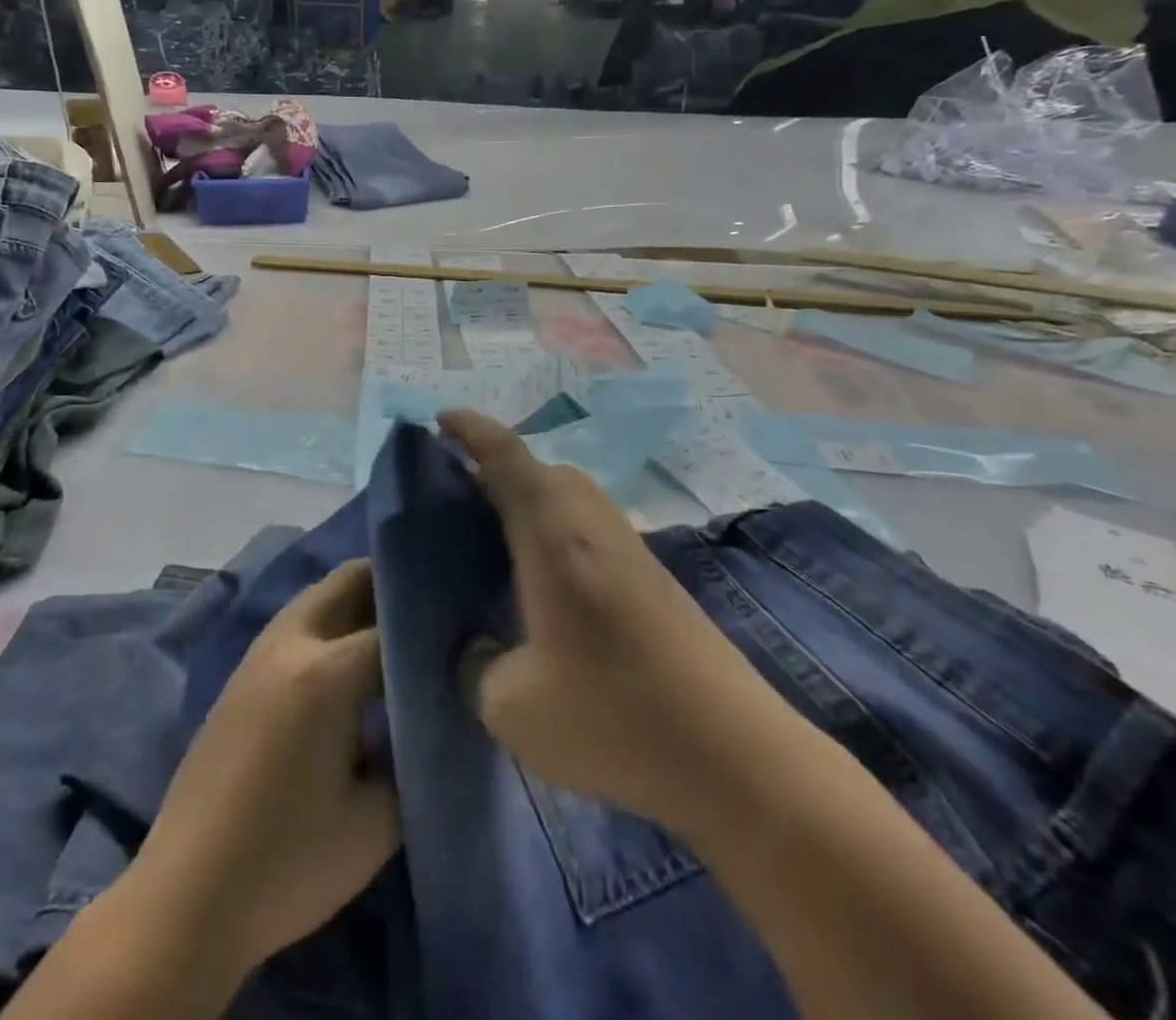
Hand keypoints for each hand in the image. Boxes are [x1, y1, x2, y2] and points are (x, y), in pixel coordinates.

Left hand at [129, 559, 398, 980]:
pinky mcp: (240, 675)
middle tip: (431, 617)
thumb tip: (427, 719)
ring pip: (318, 597)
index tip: (462, 639)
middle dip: (392, 586)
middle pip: (349, 581)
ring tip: (394, 638)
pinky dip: (328, 624)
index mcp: (326, 671)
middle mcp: (291, 643)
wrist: (186, 898)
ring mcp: (259, 654)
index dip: (432, 630)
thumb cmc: (287, 864)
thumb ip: (412, 757)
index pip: (395, 625)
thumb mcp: (375, 823)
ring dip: (356, 602)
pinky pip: (296, 625)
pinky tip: (347, 667)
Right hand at [441, 410, 777, 829]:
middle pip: (540, 470)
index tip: (441, 419)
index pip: (506, 455)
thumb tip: (475, 649)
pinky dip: (556, 530)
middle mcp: (591, 521)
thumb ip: (475, 667)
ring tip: (496, 542)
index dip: (471, 430)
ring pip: (568, 497)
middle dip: (496, 470)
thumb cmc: (612, 715)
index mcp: (551, 532)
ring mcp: (628, 546)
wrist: (735, 755)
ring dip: (530, 501)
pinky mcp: (651, 575)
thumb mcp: (512, 707)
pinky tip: (545, 585)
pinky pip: (588, 526)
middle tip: (458, 500)